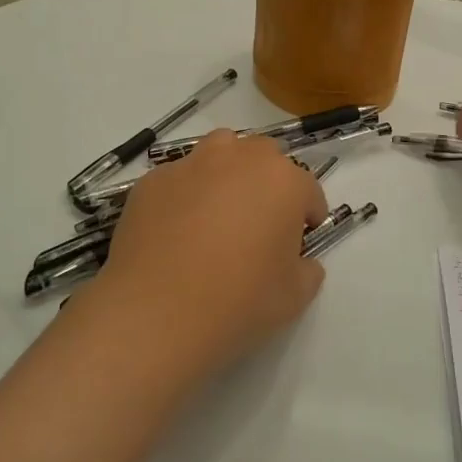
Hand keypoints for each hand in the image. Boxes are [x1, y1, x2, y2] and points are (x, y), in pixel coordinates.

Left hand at [89, 131, 328, 378]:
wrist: (156, 310)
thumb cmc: (238, 300)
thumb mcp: (294, 297)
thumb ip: (307, 270)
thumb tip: (300, 262)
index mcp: (284, 182)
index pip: (308, 191)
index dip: (307, 218)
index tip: (298, 243)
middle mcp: (240, 159)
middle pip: (264, 157)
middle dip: (268, 183)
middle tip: (259, 224)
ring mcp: (192, 164)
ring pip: (220, 151)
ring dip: (228, 172)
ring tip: (218, 212)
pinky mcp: (153, 180)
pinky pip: (179, 178)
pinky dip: (185, 194)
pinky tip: (176, 231)